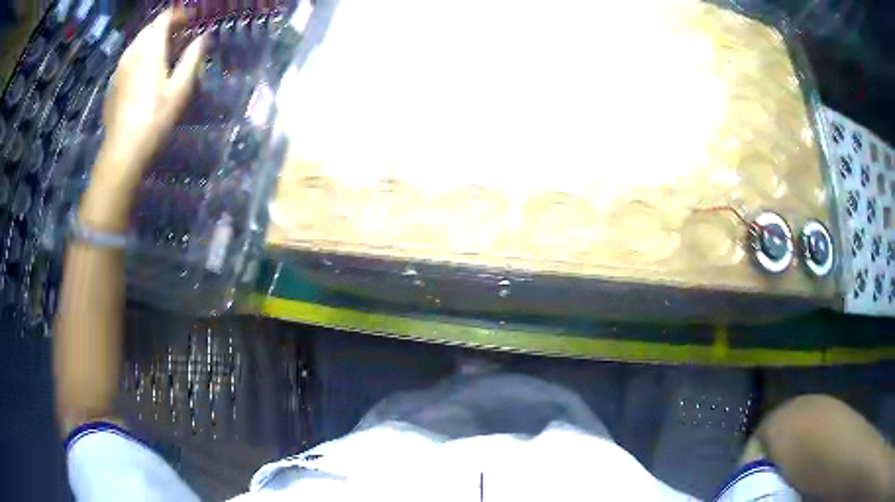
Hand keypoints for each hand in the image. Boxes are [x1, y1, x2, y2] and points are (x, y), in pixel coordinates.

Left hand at [94, 7, 204, 192]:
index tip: (190, 21)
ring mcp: (119, 68)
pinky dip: (139, 55)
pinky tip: (144, 70)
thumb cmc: (154, 118)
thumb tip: (203, 37)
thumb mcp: (181, 88)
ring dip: (151, 40)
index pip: (164, 18)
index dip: (178, 15)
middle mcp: (132, 52)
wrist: (122, 151)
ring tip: (162, 52)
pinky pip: (127, 58)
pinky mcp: (112, 84)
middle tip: (179, 36)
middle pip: (149, 28)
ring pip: (137, 43)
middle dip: (165, 26)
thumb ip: (193, 57)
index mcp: (150, 48)